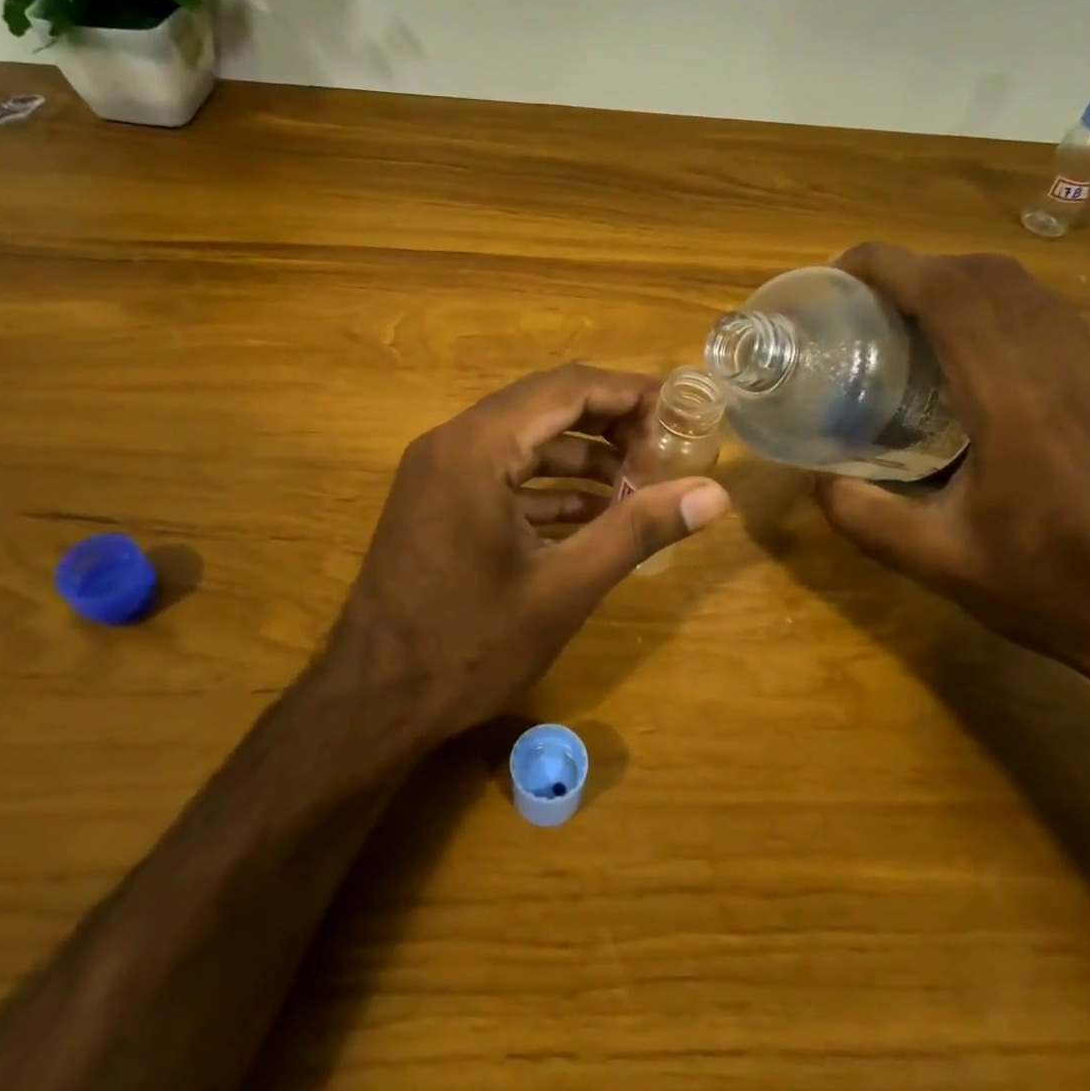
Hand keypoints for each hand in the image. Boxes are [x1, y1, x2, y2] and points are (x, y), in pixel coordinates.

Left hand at [325, 364, 731, 742]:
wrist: (374, 702)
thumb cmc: (470, 644)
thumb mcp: (565, 587)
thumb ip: (639, 530)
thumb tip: (715, 494)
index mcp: (478, 448)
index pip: (567, 388)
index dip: (628, 392)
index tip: (680, 410)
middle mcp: (451, 443)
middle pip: (544, 407)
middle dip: (609, 423)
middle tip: (666, 448)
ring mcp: (437, 473)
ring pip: (523, 441)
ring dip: (581, 457)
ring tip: (640, 484)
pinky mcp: (435, 503)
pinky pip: (501, 474)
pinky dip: (547, 486)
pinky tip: (592, 514)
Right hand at [816, 245, 1089, 699]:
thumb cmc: (1051, 590)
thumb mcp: (937, 562)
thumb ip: (862, 514)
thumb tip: (816, 477)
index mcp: (1015, 401)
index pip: (950, 294)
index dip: (890, 266)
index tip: (840, 271)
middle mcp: (1061, 366)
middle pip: (985, 275)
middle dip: (916, 267)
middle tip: (862, 299)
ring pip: (1023, 287)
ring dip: (957, 281)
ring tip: (906, 315)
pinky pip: (1047, 313)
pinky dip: (994, 304)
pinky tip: (966, 350)